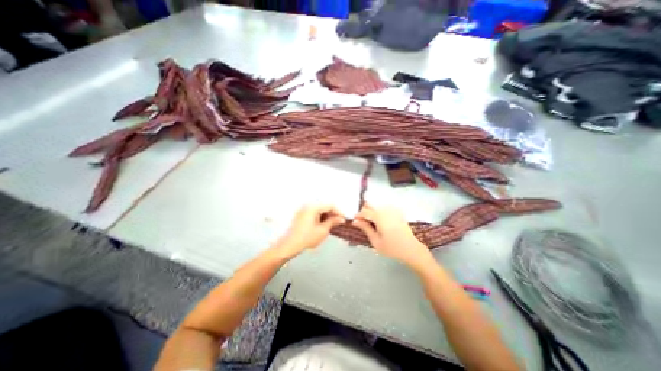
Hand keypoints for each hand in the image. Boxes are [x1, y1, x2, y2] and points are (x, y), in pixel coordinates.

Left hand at [275, 206, 345, 257]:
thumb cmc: (307, 238)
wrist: (288, 245)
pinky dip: (320, 217)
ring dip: (326, 215)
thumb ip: (332, 222)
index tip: (344, 219)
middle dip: (332, 214)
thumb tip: (341, 219)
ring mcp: (303, 209)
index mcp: (313, 207)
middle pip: (324, 206)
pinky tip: (322, 224)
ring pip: (319, 209)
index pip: (330, 205)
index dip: (338, 212)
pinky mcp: (300, 214)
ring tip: (331, 225)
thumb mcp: (322, 231)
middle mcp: (308, 205)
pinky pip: (313, 212)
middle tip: (338, 223)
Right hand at [351, 205, 434, 266]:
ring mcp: (392, 209)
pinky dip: (379, 213)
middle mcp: (385, 209)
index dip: (358, 216)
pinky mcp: (397, 212)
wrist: (411, 249)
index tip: (355, 223)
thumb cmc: (392, 248)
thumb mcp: (375, 241)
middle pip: (369, 205)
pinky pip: (383, 208)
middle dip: (364, 212)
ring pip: (376, 206)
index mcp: (379, 216)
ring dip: (371, 212)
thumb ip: (365, 228)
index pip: (364, 211)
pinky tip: (381, 223)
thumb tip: (355, 221)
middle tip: (363, 223)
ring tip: (372, 224)